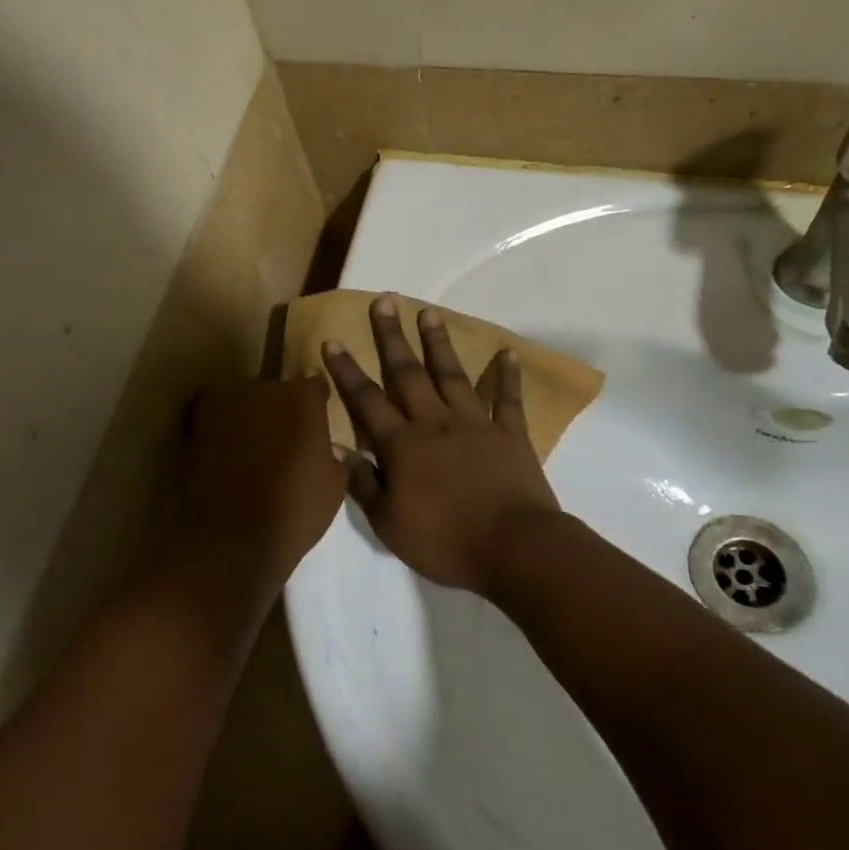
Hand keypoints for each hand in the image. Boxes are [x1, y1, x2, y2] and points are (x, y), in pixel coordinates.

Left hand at [181, 376, 347, 596]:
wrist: (233, 539)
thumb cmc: (295, 511)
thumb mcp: (334, 483)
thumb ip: (328, 449)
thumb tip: (322, 443)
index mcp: (304, 398)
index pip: (314, 384)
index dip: (315, 402)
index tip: (314, 423)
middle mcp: (265, 388)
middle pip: (276, 390)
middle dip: (280, 409)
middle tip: (281, 441)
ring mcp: (227, 401)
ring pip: (244, 400)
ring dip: (249, 416)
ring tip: (249, 450)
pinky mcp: (197, 419)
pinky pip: (215, 413)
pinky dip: (221, 426)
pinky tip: (224, 451)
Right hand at [323, 295, 562, 594]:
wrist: (515, 548)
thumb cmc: (446, 541)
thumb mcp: (389, 523)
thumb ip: (363, 484)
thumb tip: (338, 450)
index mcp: (403, 445)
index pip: (367, 400)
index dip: (347, 371)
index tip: (333, 341)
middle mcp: (435, 423)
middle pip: (408, 373)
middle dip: (392, 337)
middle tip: (385, 301)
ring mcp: (475, 424)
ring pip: (452, 375)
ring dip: (439, 343)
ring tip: (429, 312)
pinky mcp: (510, 434)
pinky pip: (506, 399)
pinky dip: (506, 376)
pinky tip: (506, 353)